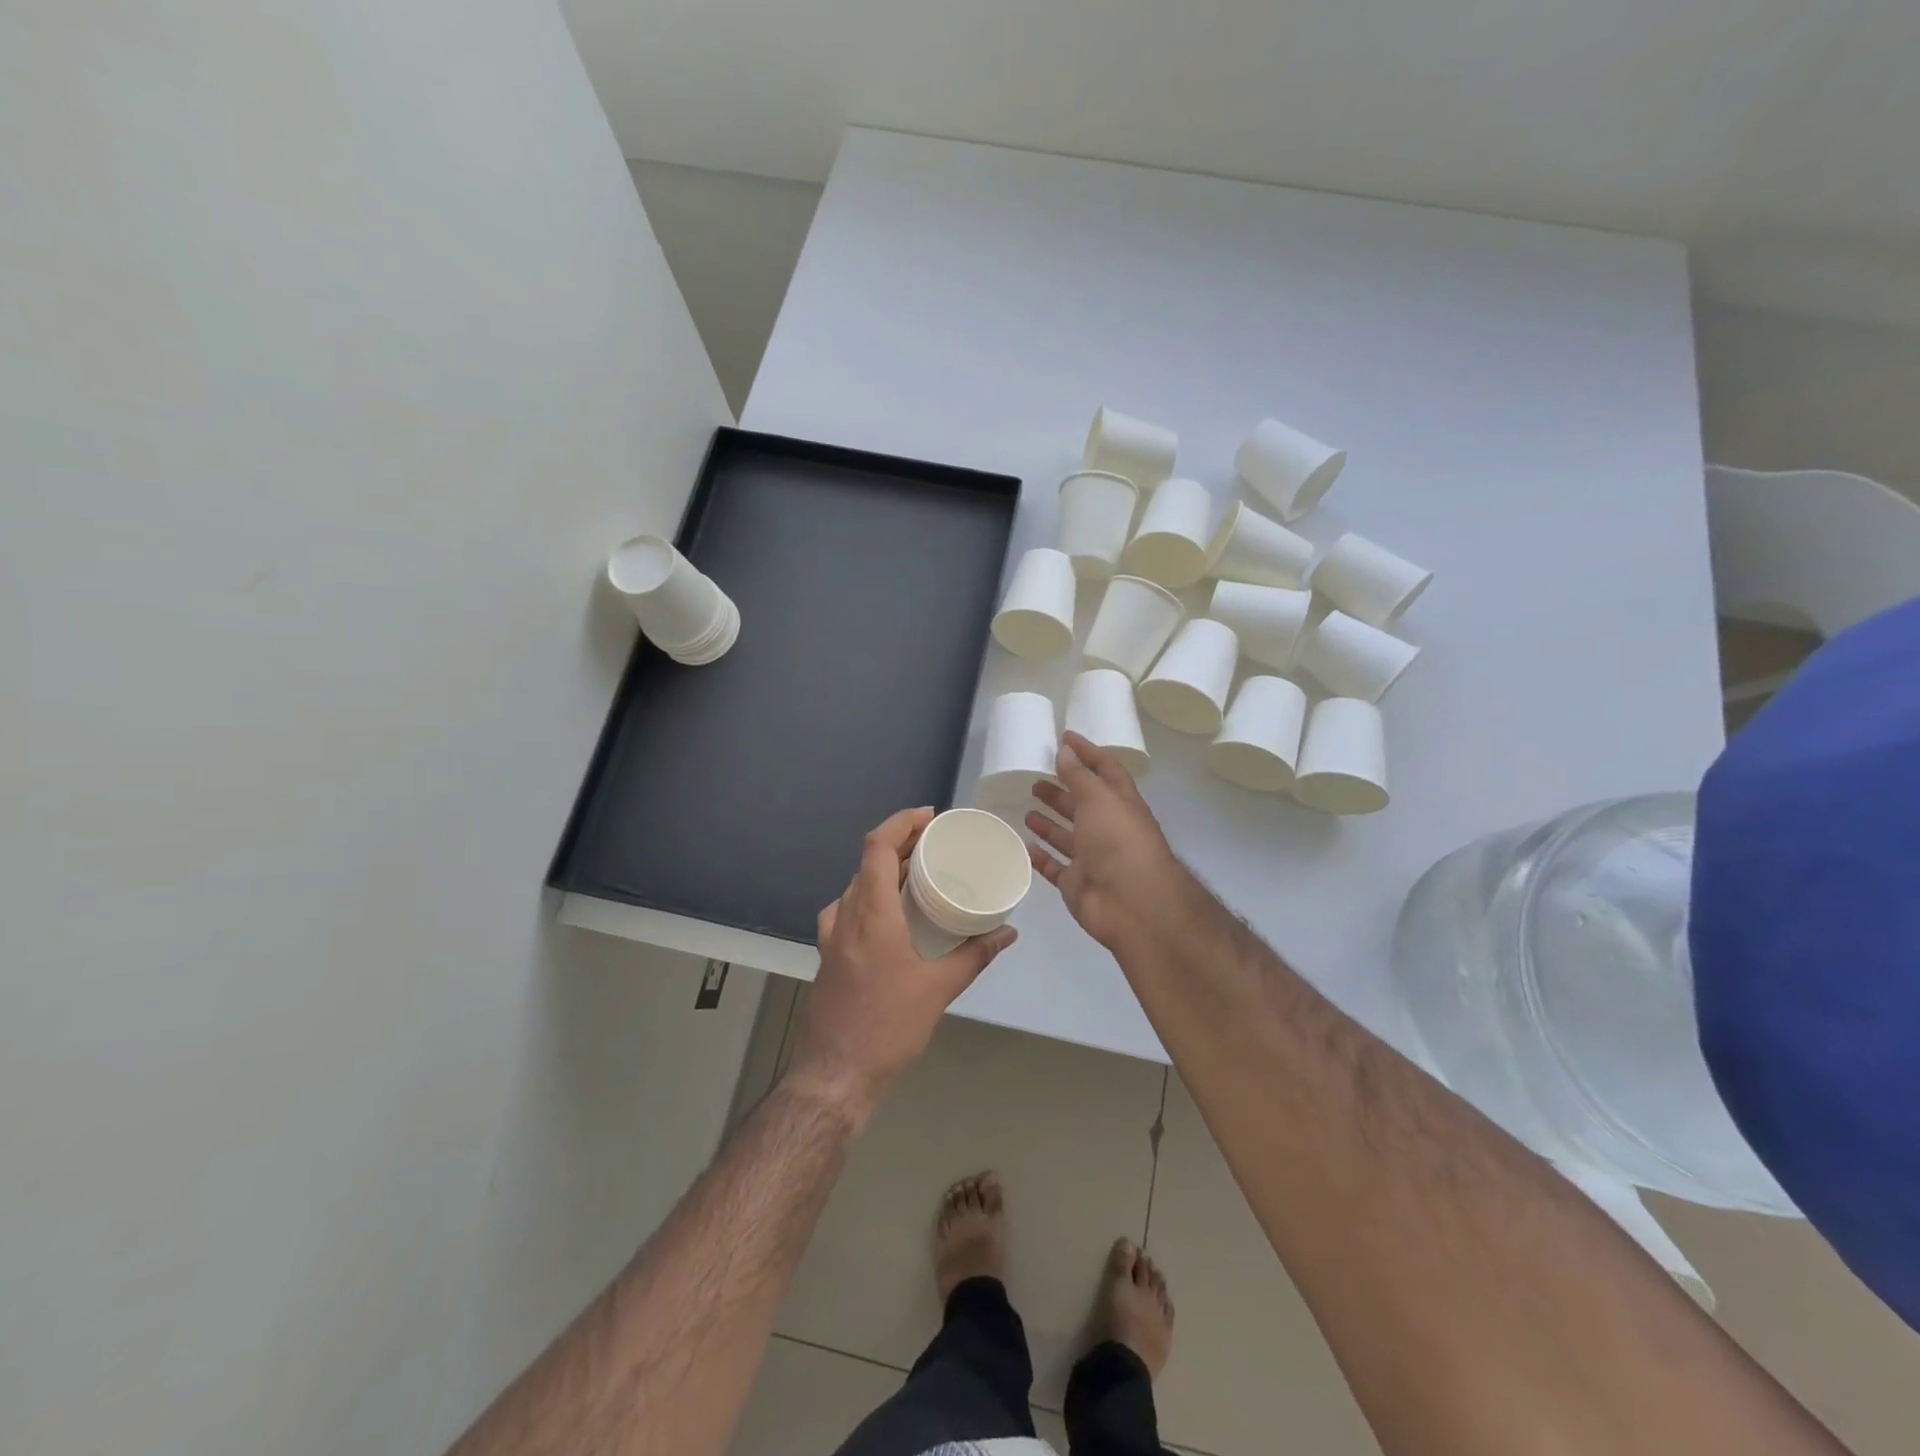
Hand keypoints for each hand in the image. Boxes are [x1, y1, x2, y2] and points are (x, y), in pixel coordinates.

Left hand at [787, 807, 1016, 1118]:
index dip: (901, 822)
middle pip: (868, 863)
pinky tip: (894, 916)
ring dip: (886, 872)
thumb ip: (974, 955)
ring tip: (918, 874)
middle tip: (936, 844)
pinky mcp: (828, 955)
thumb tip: (1007, 932)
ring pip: (857, 886)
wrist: (833, 1076)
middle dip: (901, 845)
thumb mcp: (938, 990)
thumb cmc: (887, 1027)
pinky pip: (850, 909)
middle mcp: (845, 916)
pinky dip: (873, 897)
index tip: (930, 817)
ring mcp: (831, 936)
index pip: (876, 846)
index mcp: (870, 914)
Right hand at [1027, 732, 1184, 950]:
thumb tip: (1064, 750)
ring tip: (1028, 808)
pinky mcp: (1077, 884)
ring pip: (1067, 836)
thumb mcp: (1099, 798)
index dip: (1087, 753)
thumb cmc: (1119, 840)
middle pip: (1083, 804)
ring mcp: (1093, 858)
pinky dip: (1042, 857)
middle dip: (1062, 790)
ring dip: (1049, 823)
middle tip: (1036, 779)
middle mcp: (1108, 829)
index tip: (1064, 737)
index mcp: (1120, 804)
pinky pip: (1055, 867)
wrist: (1132, 903)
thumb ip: (1079, 775)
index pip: (1105, 770)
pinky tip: (1026, 845)